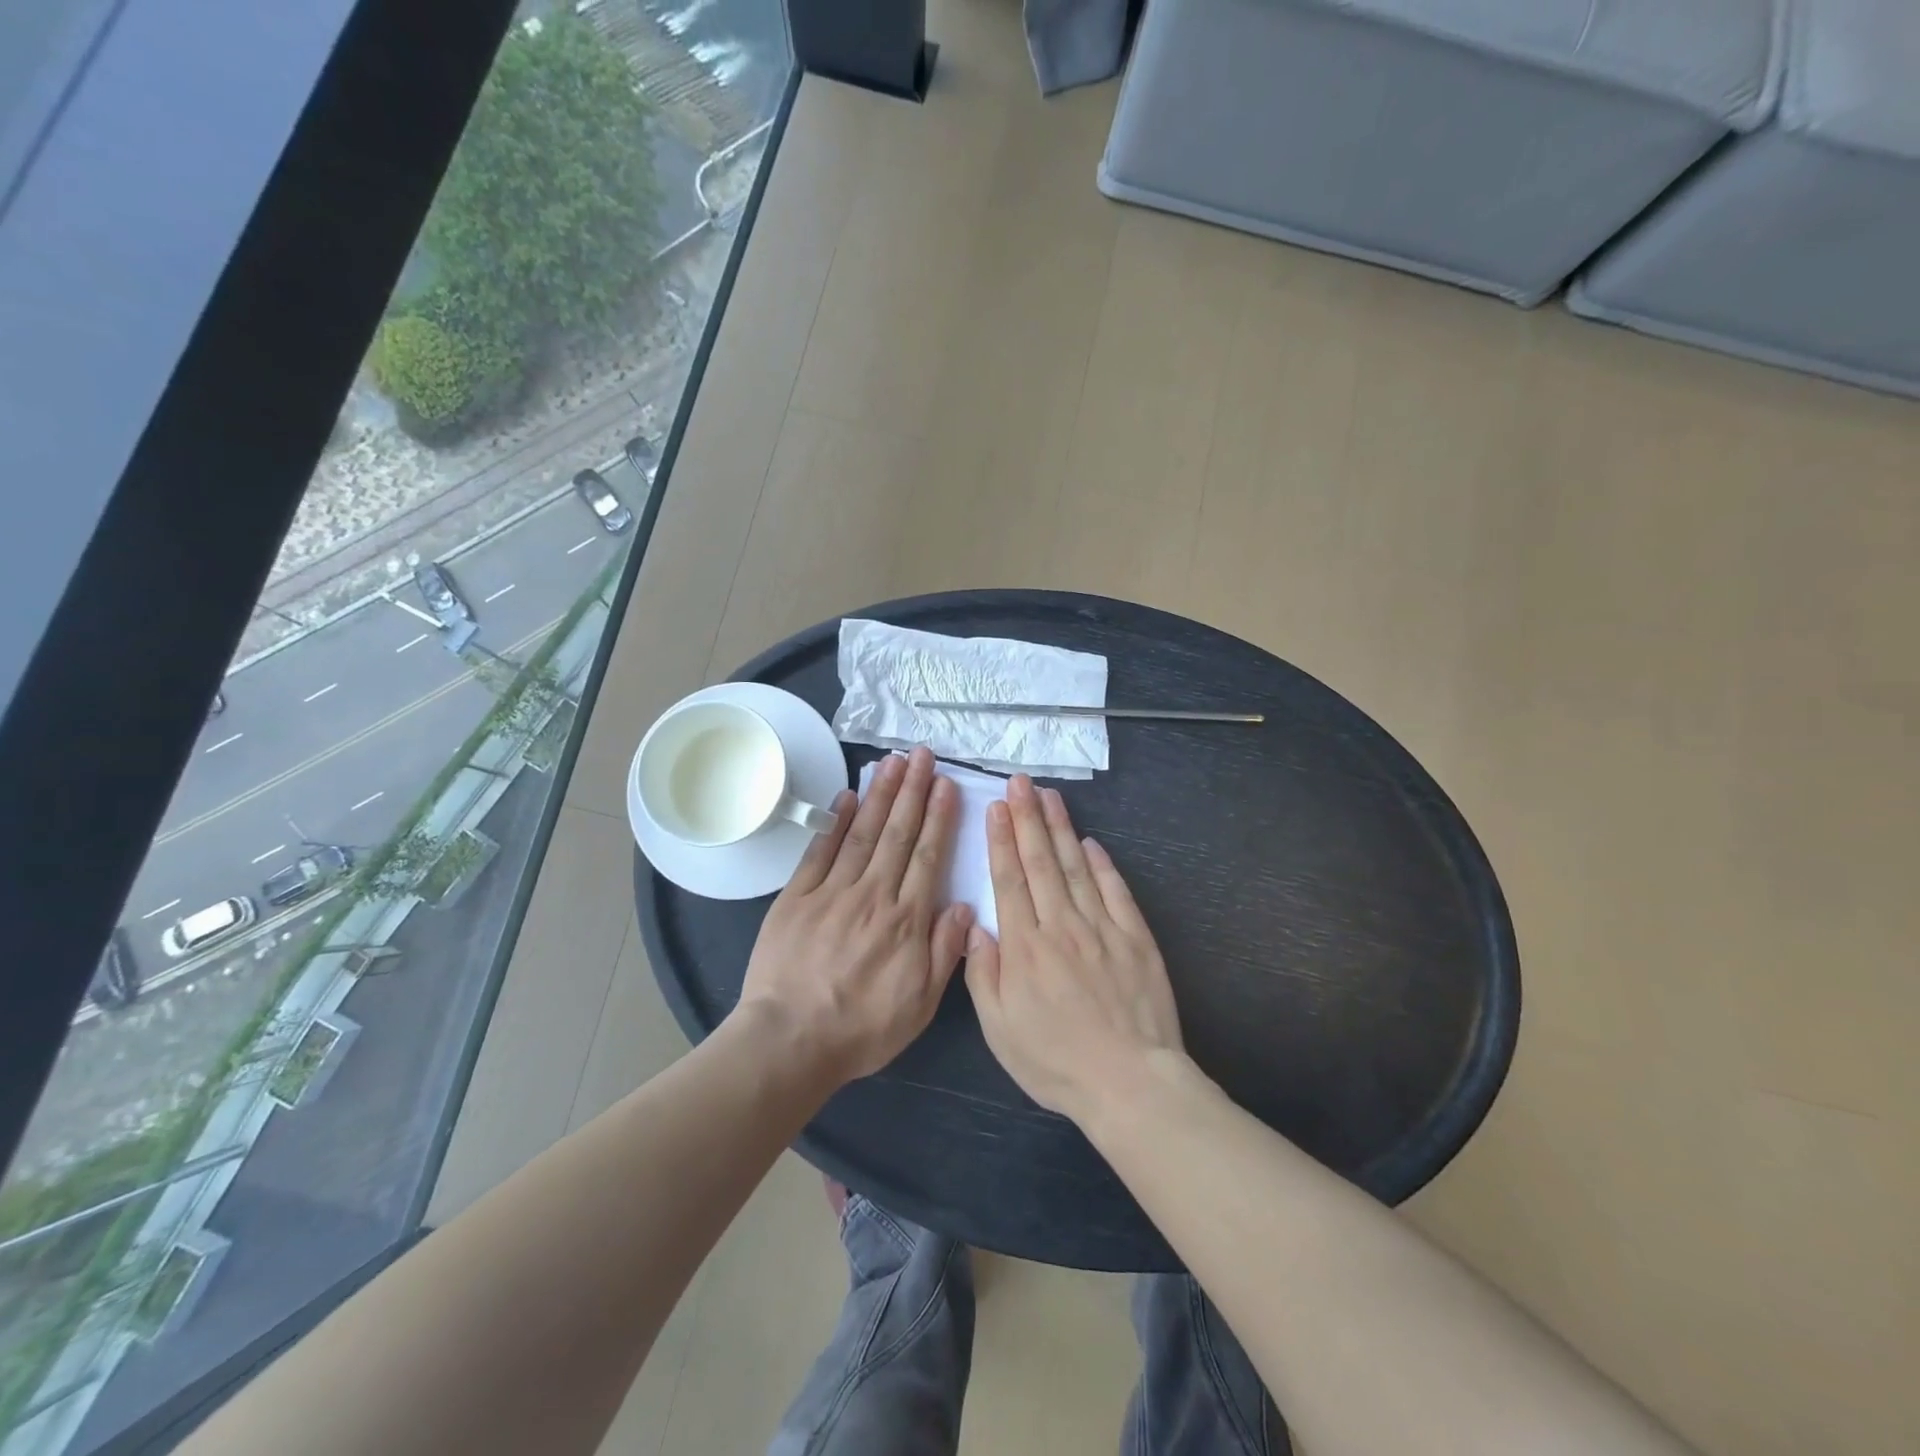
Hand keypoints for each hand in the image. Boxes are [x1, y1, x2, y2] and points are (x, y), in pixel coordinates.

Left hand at [737, 746, 972, 1086]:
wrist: (790, 1041)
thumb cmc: (861, 1029)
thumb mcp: (919, 1005)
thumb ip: (945, 952)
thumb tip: (965, 906)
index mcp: (906, 920)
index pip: (927, 857)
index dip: (939, 818)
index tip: (946, 784)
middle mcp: (873, 895)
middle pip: (897, 834)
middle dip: (913, 791)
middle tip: (922, 754)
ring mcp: (832, 892)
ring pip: (862, 832)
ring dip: (879, 794)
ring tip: (892, 762)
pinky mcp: (797, 896)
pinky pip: (820, 851)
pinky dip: (834, 821)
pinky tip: (846, 795)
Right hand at [964, 776, 1183, 1126]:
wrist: (1130, 1082)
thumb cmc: (1056, 1061)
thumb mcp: (1000, 1030)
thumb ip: (983, 974)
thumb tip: (975, 925)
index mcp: (1024, 946)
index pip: (1010, 880)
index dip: (1001, 840)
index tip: (996, 807)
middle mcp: (1061, 925)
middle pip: (1041, 861)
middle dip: (1028, 817)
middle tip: (1020, 782)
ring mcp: (1102, 928)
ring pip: (1076, 867)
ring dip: (1061, 828)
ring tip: (1049, 796)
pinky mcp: (1135, 938)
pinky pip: (1115, 891)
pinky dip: (1102, 864)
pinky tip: (1091, 843)